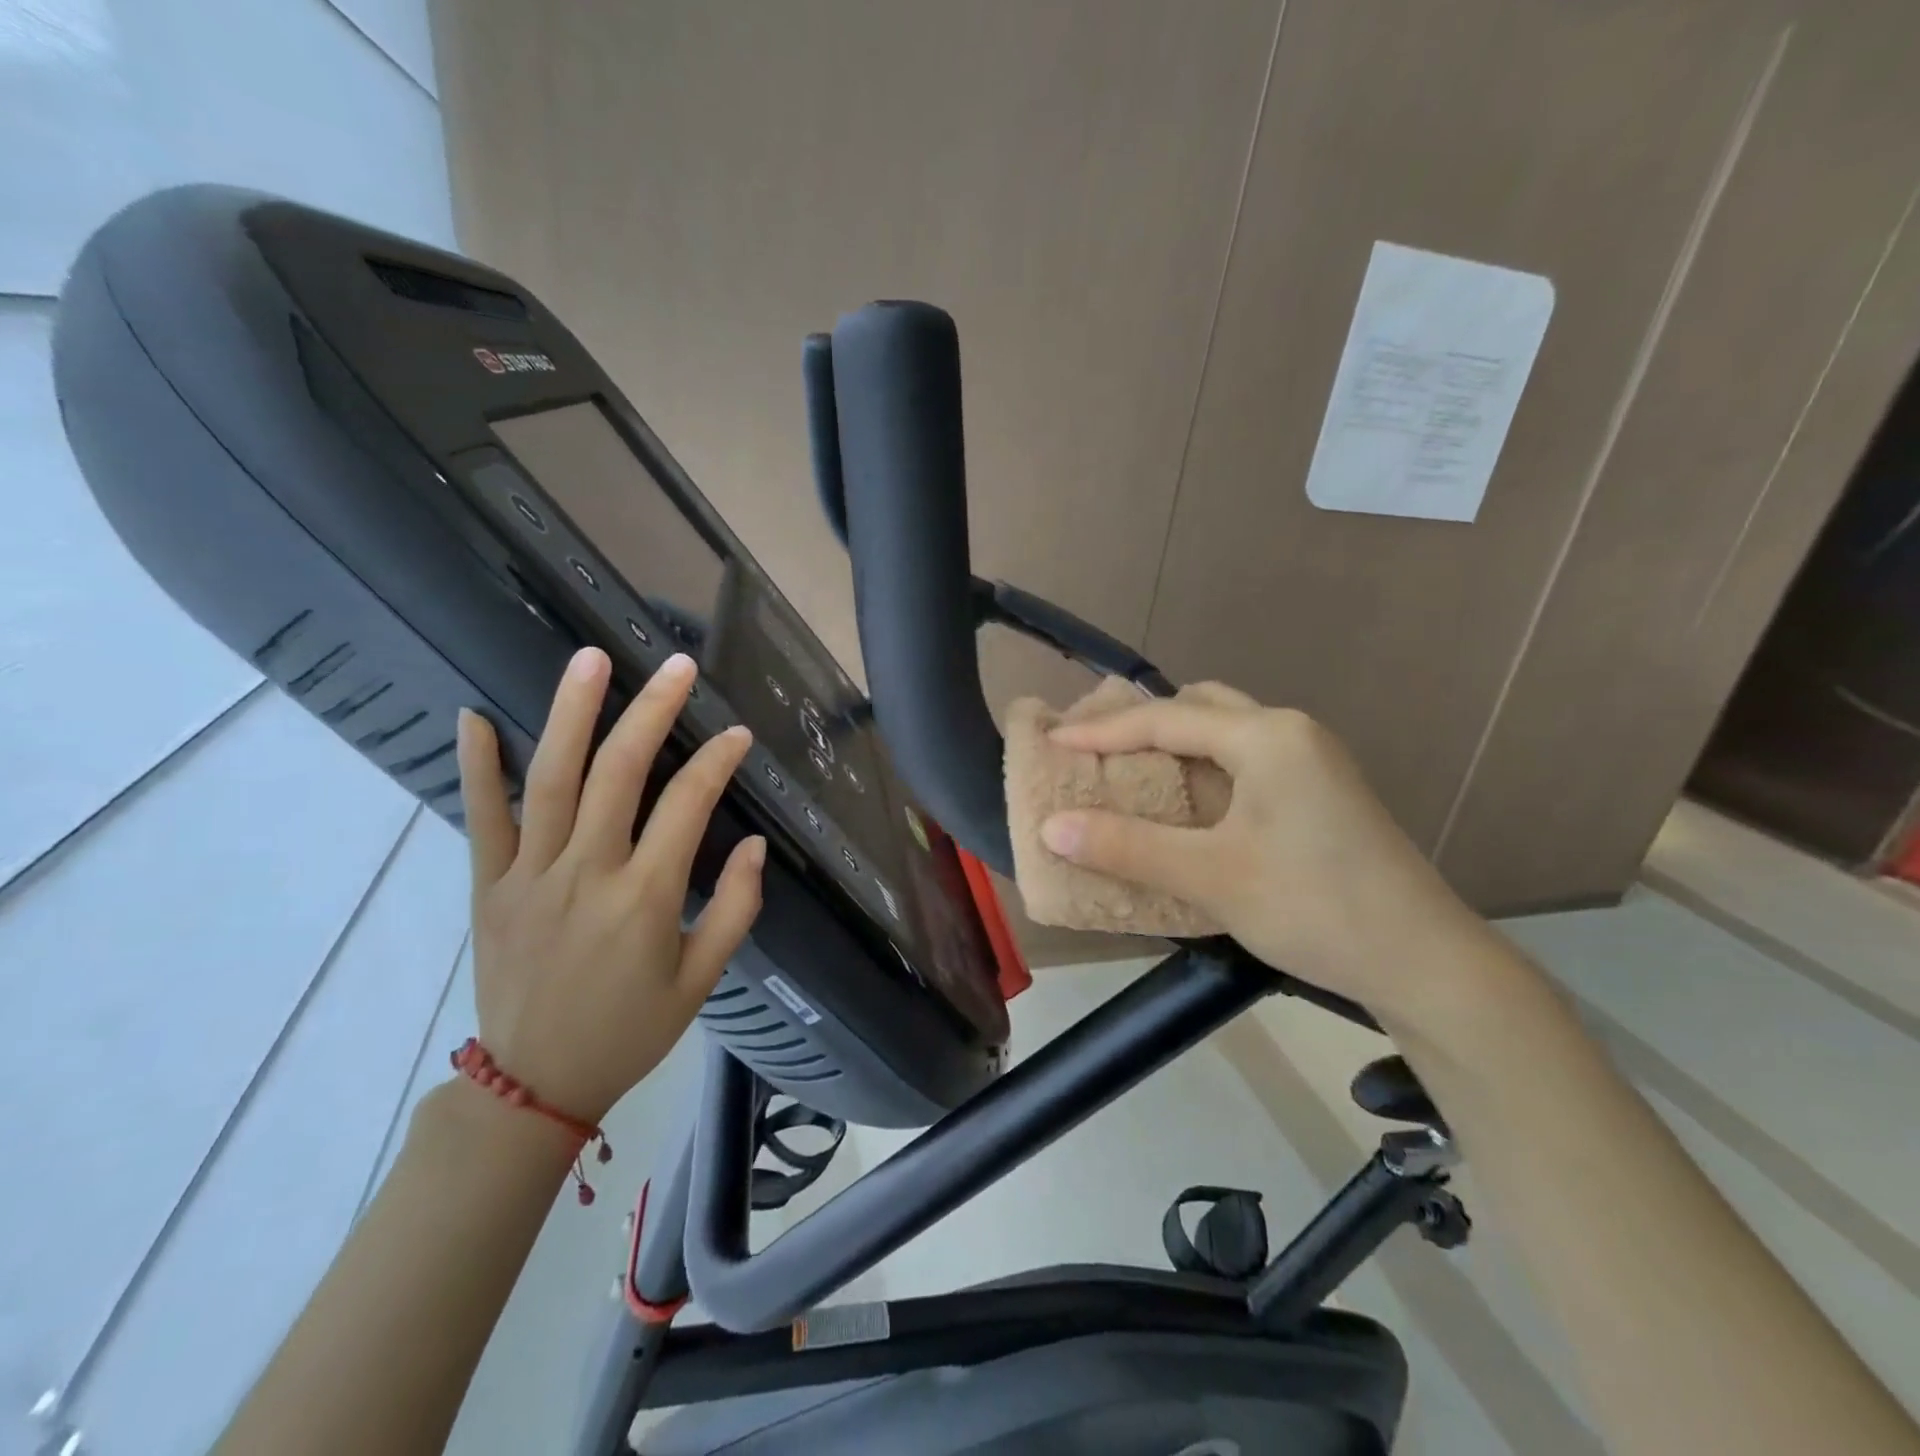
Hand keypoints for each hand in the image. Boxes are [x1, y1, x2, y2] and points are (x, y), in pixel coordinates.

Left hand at [456, 647, 763, 1122]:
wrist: (535, 1084)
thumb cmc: (630, 1030)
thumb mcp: (702, 981)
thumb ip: (736, 909)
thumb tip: (754, 844)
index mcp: (645, 899)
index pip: (687, 805)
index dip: (717, 761)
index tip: (737, 733)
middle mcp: (587, 874)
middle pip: (619, 773)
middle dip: (652, 711)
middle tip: (674, 665)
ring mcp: (530, 876)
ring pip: (551, 778)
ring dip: (572, 713)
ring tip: (589, 659)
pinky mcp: (489, 886)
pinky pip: (482, 818)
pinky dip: (478, 766)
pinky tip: (475, 716)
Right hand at [1041, 684, 1498, 1027]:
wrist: (1426, 963)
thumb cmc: (1315, 907)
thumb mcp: (1212, 876)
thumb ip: (1128, 847)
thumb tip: (1051, 828)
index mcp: (1266, 736)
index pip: (1166, 719)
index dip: (1103, 731)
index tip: (1052, 741)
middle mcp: (1290, 732)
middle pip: (1199, 707)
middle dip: (1141, 723)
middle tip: (1093, 749)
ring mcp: (1311, 760)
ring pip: (1224, 730)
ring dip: (1174, 744)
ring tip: (1129, 771)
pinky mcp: (1319, 791)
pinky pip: (1244, 758)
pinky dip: (1202, 766)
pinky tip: (1183, 801)